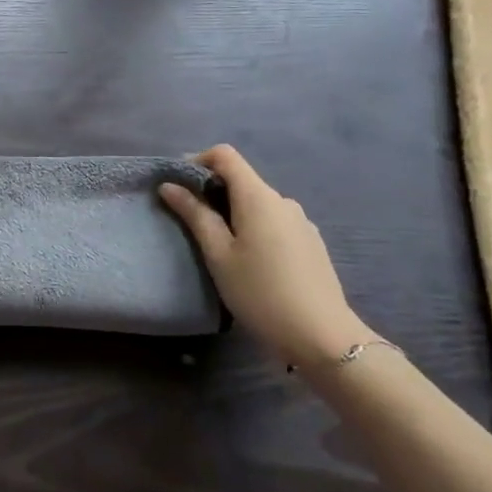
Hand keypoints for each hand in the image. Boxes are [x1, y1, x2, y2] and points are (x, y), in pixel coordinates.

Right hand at [160, 144, 371, 369]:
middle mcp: (283, 200)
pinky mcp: (310, 242)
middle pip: (242, 180)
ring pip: (258, 204)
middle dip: (213, 192)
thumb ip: (195, 215)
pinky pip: (274, 222)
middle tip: (189, 222)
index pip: (225, 155)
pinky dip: (254, 228)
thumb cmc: (260, 292)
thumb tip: (170, 186)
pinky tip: (250, 262)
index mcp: (258, 197)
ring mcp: (301, 221)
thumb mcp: (218, 254)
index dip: (197, 161)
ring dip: (233, 213)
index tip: (179, 185)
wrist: (321, 336)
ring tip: (218, 247)